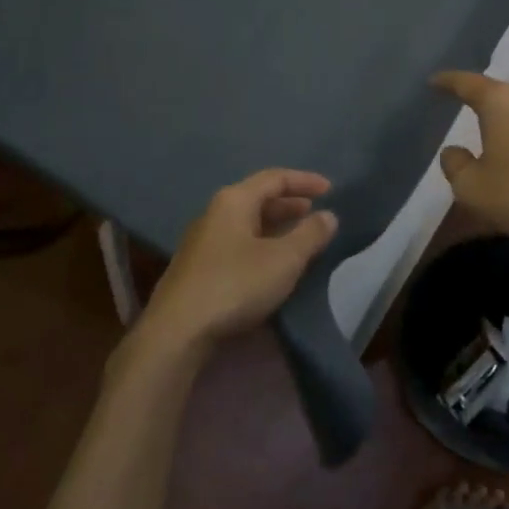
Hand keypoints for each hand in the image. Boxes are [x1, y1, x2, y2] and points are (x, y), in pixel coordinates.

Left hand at [133, 169, 337, 356]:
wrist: (178, 331)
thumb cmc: (235, 284)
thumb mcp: (283, 259)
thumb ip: (310, 235)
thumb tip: (328, 215)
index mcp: (234, 200)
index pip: (275, 178)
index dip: (305, 181)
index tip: (331, 190)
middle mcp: (215, 213)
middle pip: (258, 198)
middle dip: (290, 204)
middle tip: (316, 214)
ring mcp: (202, 241)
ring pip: (247, 223)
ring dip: (276, 227)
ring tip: (300, 239)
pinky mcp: (198, 268)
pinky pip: (238, 244)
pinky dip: (262, 245)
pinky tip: (273, 265)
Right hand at [431, 72, 508, 245]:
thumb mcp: (472, 188)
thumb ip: (455, 165)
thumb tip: (453, 151)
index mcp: (501, 102)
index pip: (467, 83)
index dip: (447, 82)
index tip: (434, 81)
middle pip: (501, 97)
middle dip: (485, 109)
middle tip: (470, 121)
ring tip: (502, 148)